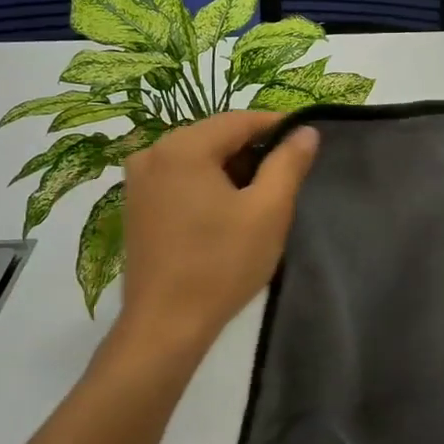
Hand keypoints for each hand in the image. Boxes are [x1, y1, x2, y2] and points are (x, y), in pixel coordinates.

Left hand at [106, 112, 318, 354]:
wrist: (167, 324)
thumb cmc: (222, 264)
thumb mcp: (268, 211)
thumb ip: (288, 164)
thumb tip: (306, 131)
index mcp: (182, 147)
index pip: (239, 119)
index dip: (277, 126)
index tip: (305, 141)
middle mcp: (153, 153)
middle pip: (215, 136)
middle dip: (254, 149)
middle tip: (288, 174)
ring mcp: (139, 180)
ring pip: (198, 158)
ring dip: (231, 169)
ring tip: (262, 195)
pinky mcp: (137, 205)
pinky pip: (180, 178)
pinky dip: (208, 184)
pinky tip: (228, 210)